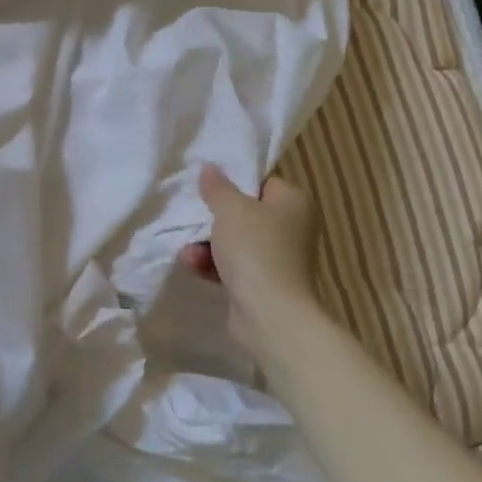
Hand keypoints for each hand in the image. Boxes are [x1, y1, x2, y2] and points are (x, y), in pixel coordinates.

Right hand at [177, 164, 320, 355]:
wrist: (270, 314)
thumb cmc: (254, 250)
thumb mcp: (230, 209)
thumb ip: (217, 187)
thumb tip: (210, 167)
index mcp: (293, 202)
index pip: (260, 182)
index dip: (232, 185)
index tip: (207, 191)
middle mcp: (292, 227)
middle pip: (244, 213)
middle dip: (212, 221)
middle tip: (191, 220)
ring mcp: (279, 257)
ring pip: (235, 241)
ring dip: (207, 245)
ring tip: (188, 253)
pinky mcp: (265, 283)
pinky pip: (234, 265)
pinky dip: (214, 265)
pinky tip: (194, 267)